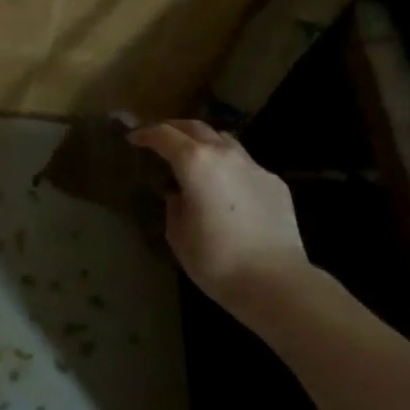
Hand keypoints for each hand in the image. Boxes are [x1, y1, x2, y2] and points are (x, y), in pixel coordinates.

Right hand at [130, 120, 310, 306]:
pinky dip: (229, 166)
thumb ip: (174, 206)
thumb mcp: (178, 236)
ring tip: (195, 158)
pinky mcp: (274, 182)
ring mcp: (254, 165)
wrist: (276, 281)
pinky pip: (245, 164)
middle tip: (161, 139)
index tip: (134, 139)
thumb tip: (179, 195)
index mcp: (195, 162)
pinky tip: (227, 188)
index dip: (146, 134)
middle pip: (196, 127)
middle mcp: (225, 154)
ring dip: (205, 142)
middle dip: (174, 129)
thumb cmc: (217, 260)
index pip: (164, 135)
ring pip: (224, 140)